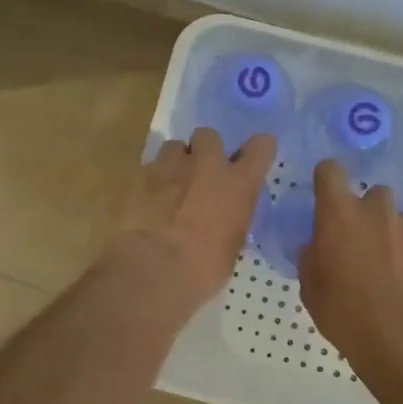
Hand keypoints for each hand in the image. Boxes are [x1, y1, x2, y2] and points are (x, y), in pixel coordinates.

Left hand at [109, 128, 275, 316]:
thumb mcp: (231, 245)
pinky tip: (148, 201)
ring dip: (176, 162)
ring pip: (175, 146)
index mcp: (238, 184)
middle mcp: (207, 164)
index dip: (257, 150)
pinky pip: (150, 167)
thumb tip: (224, 219)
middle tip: (200, 174)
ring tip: (170, 186)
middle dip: (205, 150)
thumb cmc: (203, 268)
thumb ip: (231, 219)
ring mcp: (171, 165)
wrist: (153, 268)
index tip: (251, 159)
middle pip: (209, 135)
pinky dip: (152, 180)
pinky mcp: (140, 174)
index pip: (261, 147)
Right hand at [297, 160, 402, 374]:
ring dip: (393, 237)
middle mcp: (378, 210)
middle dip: (367, 213)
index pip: (330, 171)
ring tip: (392, 271)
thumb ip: (312, 256)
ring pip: (400, 221)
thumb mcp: (310, 287)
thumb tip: (318, 245)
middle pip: (373, 195)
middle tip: (362, 245)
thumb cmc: (345, 313)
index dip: (326, 180)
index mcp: (339, 214)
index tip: (325, 198)